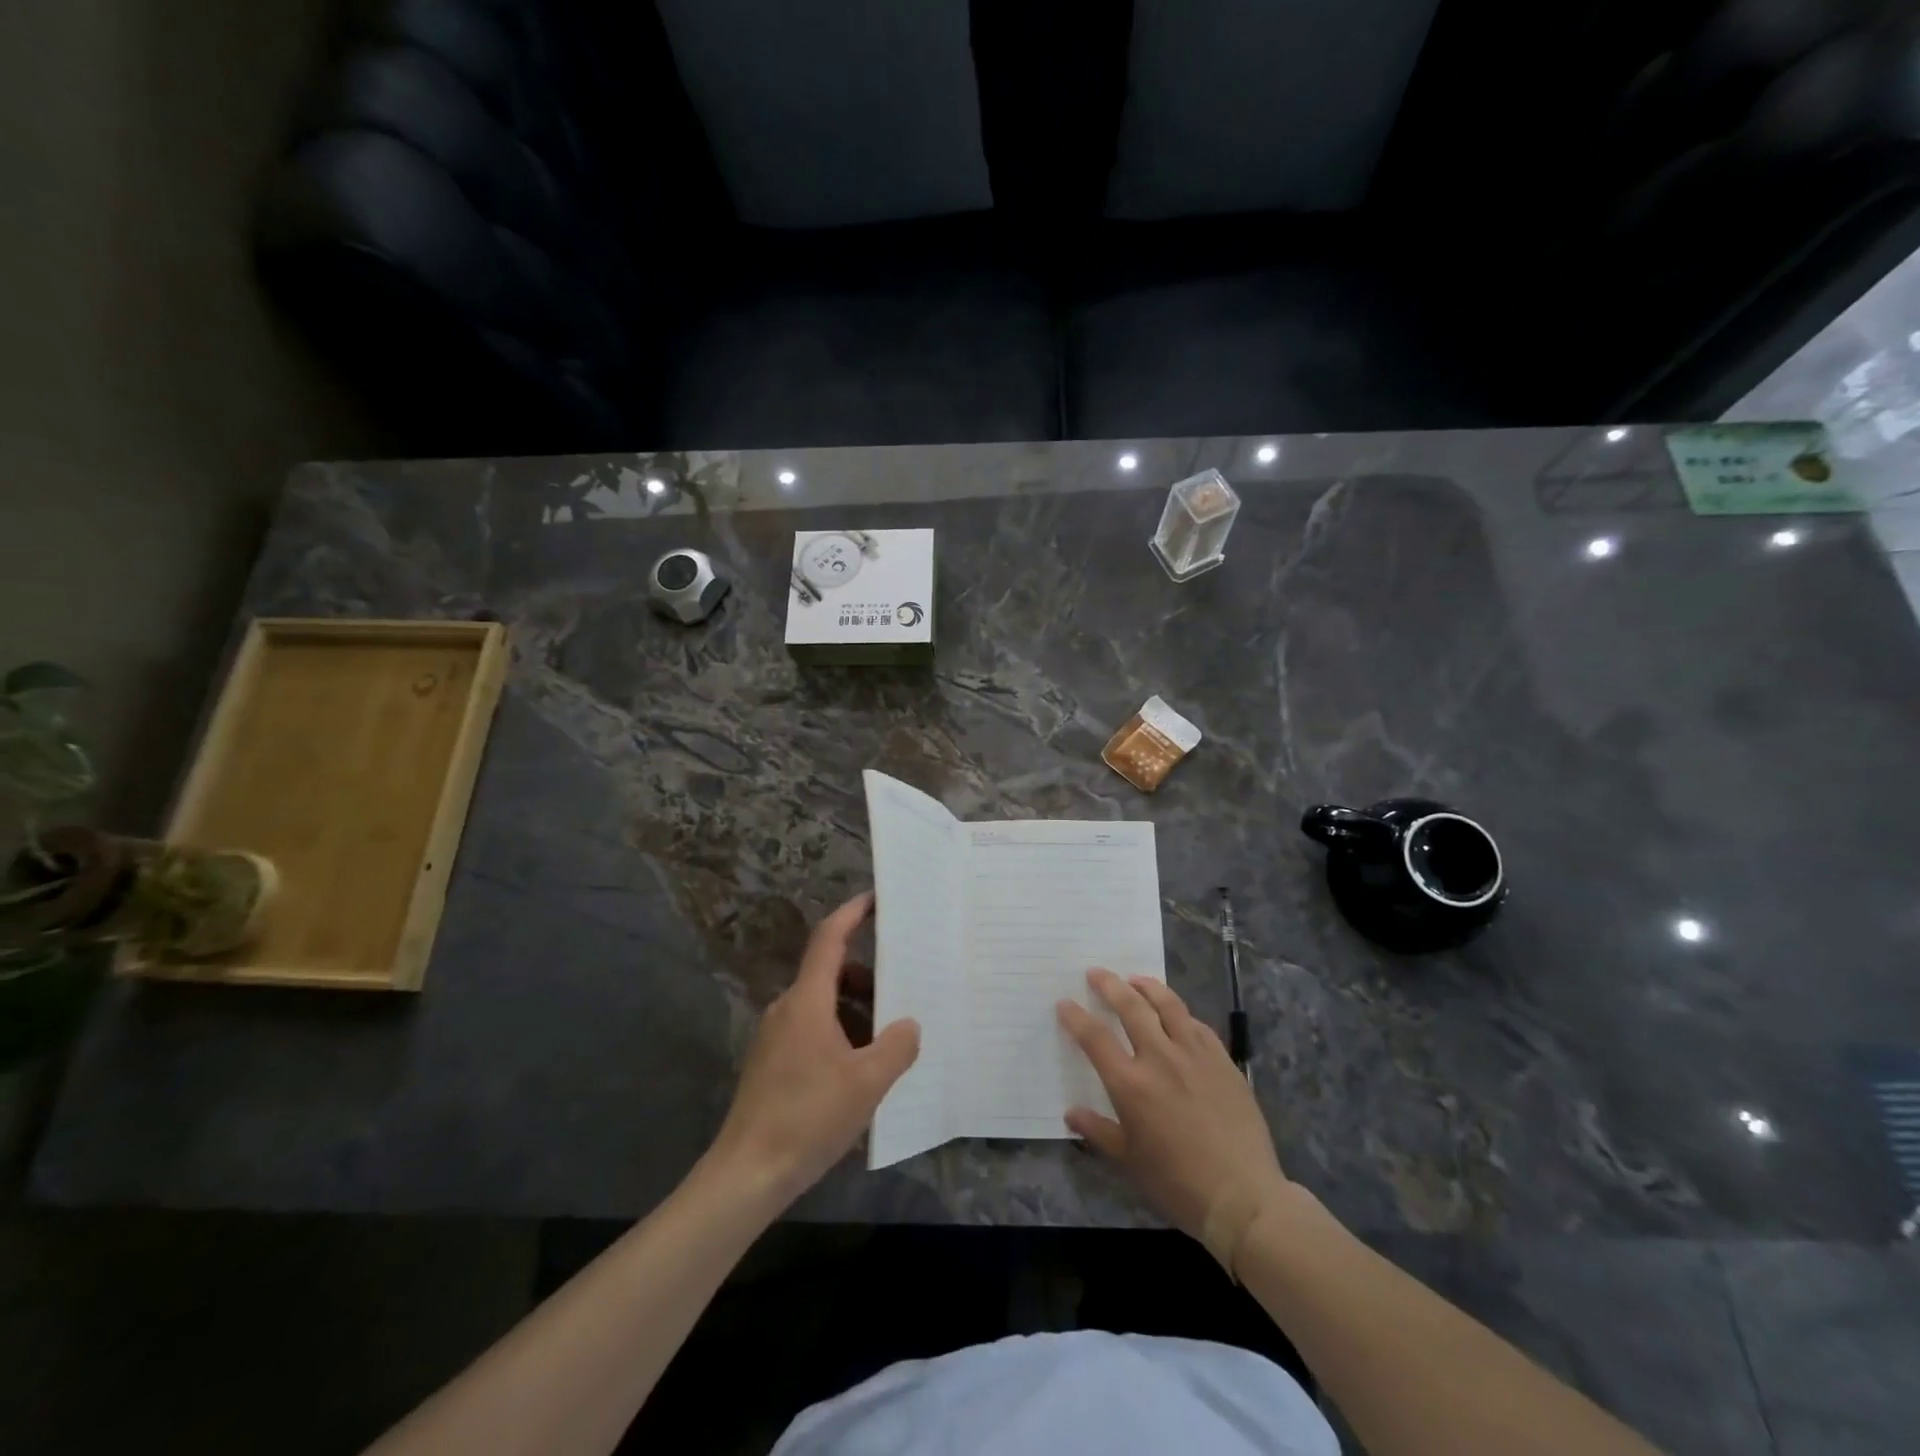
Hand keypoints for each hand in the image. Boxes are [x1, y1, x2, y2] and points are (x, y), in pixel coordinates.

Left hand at [710, 891, 919, 1207]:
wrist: (747, 1174)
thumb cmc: (808, 1117)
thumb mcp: (867, 1083)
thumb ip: (896, 1047)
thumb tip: (909, 1024)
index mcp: (808, 1001)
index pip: (829, 939)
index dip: (852, 913)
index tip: (876, 898)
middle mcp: (787, 1008)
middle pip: (829, 972)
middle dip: (866, 975)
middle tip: (902, 987)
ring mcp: (775, 1036)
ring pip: (822, 1004)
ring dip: (855, 1009)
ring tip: (886, 1037)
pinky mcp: (771, 1062)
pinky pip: (811, 1028)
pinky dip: (839, 1031)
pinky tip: (859, 1068)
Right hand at [1058, 969, 1290, 1272]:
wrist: (1243, 1196)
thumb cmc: (1177, 1183)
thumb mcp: (1129, 1161)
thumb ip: (1098, 1131)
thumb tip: (1071, 1114)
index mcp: (1130, 1084)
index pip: (1095, 1038)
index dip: (1076, 1017)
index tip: (1065, 1003)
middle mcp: (1160, 1058)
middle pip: (1130, 1007)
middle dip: (1109, 985)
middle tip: (1096, 973)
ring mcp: (1194, 1055)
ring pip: (1168, 1005)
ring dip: (1147, 986)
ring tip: (1135, 979)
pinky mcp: (1222, 1060)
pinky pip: (1197, 1025)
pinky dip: (1181, 1014)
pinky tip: (1177, 1014)